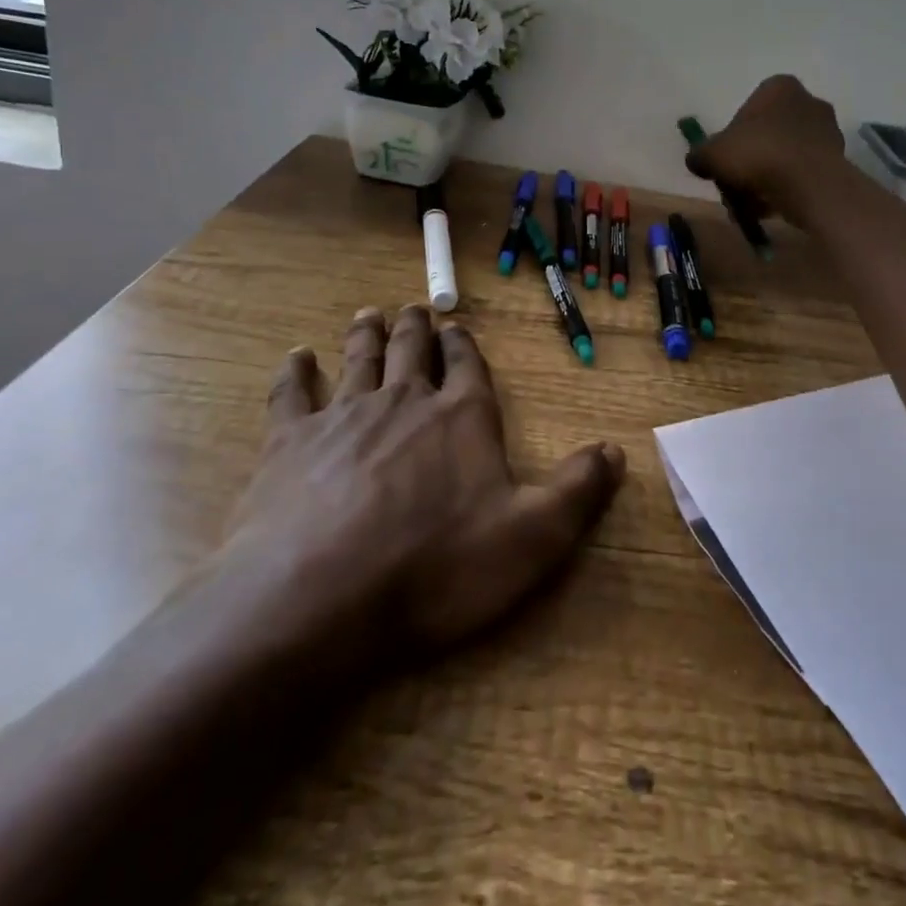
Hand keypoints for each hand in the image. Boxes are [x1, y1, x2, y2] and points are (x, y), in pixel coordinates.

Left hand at [220, 304, 623, 674]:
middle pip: (412, 351)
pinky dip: (295, 371)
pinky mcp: (289, 441)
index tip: (456, 327)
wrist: (317, 597)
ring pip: (360, 359)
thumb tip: (615, 450)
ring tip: (368, 314)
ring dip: (366, 334)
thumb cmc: (434, 567)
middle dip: (415, 328)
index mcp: (462, 417)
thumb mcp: (532, 538)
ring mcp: (344, 415)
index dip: (465, 345)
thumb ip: (577, 490)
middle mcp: (405, 400)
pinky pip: (292, 393)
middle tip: (412, 309)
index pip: (469, 366)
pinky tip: (295, 357)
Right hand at [686, 74, 846, 228]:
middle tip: (734, 188)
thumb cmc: (759, 155)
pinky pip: (801, 174)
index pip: (747, 110)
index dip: (730, 139)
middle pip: (765, 135)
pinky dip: (785, 189)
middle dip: (748, 163)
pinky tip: (770, 210)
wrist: (810, 185)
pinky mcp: (837, 160)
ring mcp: (827, 131)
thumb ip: (699, 154)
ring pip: (782, 157)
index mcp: (779, 87)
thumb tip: (696, 161)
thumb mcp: (713, 154)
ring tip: (750, 206)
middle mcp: (807, 101)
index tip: (724, 162)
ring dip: (764, 180)